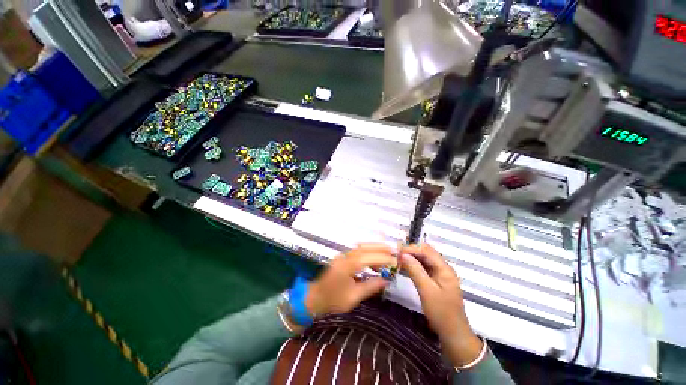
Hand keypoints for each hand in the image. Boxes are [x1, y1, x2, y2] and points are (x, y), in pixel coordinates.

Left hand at [306, 244, 395, 316]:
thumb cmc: (333, 300)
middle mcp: (346, 256)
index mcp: (349, 265)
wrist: (314, 298)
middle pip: (366, 246)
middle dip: (381, 247)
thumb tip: (386, 280)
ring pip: (362, 246)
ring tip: (386, 257)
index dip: (384, 258)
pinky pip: (358, 251)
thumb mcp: (354, 297)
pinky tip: (373, 262)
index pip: (370, 257)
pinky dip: (368, 253)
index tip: (396, 262)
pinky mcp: (342, 258)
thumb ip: (370, 286)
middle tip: (394, 251)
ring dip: (375, 249)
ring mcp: (343, 255)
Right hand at [400, 243, 483, 367]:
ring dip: (411, 258)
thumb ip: (415, 270)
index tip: (396, 252)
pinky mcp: (436, 281)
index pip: (426, 250)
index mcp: (444, 268)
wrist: (453, 334)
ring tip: (398, 260)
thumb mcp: (426, 290)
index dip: (411, 248)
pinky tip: (405, 267)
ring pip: (424, 259)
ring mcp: (440, 274)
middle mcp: (443, 268)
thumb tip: (403, 254)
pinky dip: (414, 266)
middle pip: (425, 252)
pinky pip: (424, 268)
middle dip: (410, 251)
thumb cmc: (441, 313)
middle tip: (396, 255)